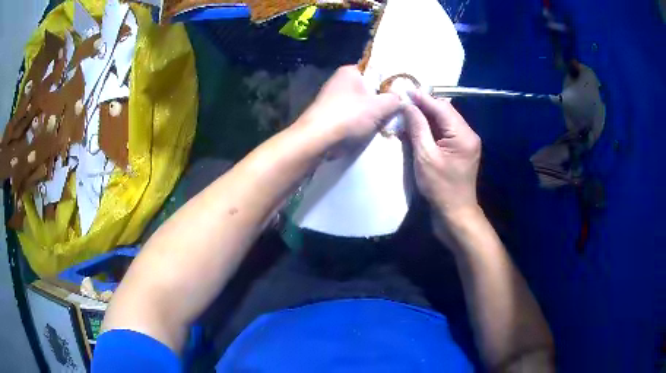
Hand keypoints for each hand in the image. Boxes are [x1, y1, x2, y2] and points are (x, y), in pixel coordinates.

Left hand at [295, 65, 400, 150]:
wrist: (317, 140)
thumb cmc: (349, 116)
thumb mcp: (380, 106)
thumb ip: (394, 100)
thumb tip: (401, 98)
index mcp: (350, 71)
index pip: (375, 70)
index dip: (390, 81)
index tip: (402, 93)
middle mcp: (339, 81)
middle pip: (369, 88)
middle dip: (382, 100)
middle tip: (397, 110)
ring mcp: (332, 99)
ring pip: (361, 103)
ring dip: (372, 113)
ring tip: (388, 122)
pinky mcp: (329, 115)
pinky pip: (351, 116)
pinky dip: (361, 122)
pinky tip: (371, 130)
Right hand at [403, 91, 481, 220]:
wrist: (455, 213)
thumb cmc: (440, 187)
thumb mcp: (425, 156)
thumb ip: (418, 128)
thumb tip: (408, 105)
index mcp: (463, 135)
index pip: (441, 107)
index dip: (422, 98)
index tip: (404, 89)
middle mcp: (468, 134)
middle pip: (445, 111)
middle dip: (424, 105)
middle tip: (404, 101)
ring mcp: (466, 142)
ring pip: (444, 120)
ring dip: (427, 116)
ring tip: (407, 112)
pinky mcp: (461, 149)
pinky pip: (445, 131)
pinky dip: (431, 127)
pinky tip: (417, 127)